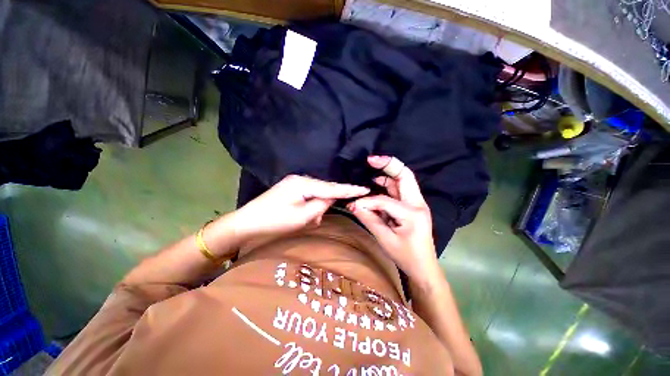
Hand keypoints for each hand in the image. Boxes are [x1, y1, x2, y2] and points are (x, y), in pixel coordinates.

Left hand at [232, 174, 369, 238]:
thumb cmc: (274, 221)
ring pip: (316, 195)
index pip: (332, 187)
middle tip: (316, 219)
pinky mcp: (291, 190)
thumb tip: (331, 198)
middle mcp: (300, 179)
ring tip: (307, 221)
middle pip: (324, 190)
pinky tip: (303, 217)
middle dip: (325, 205)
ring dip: (316, 209)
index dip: (349, 189)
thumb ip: (322, 205)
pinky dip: (309, 207)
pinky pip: (308, 197)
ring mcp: (295, 184)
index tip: (365, 188)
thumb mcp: (302, 216)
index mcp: (303, 183)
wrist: (247, 222)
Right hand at [347, 156, 438, 281]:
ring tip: (372, 169)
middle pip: (405, 176)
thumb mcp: (385, 239)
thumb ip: (369, 219)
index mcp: (413, 213)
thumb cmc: (406, 257)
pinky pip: (400, 190)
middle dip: (388, 164)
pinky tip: (377, 184)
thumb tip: (353, 205)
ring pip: (403, 180)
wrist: (424, 268)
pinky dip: (388, 185)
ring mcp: (416, 203)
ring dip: (388, 174)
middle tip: (371, 159)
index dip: (366, 202)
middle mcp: (417, 203)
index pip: (384, 200)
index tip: (353, 206)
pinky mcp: (412, 206)